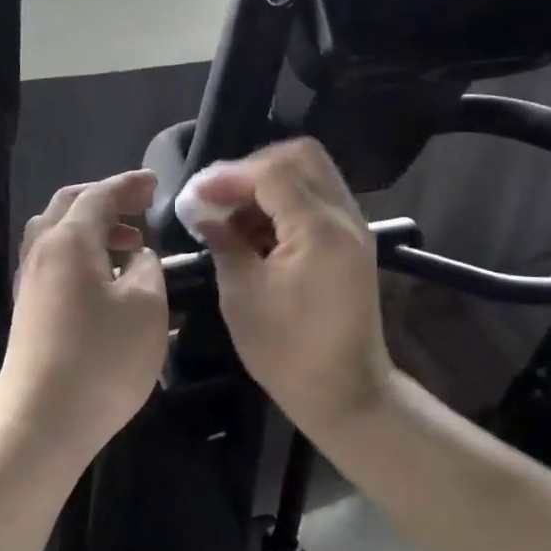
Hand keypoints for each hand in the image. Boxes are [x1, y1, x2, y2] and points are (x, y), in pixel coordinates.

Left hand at [0, 170, 168, 458]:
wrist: (41, 421)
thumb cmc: (101, 358)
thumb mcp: (146, 307)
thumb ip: (148, 269)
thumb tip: (138, 257)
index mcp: (69, 240)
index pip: (98, 195)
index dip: (128, 185)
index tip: (156, 183)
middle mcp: (42, 253)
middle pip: (69, 207)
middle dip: (106, 200)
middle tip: (141, 208)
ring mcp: (30, 283)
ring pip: (58, 236)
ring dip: (93, 230)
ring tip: (131, 246)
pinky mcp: (29, 311)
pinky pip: (56, 264)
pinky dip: (83, 257)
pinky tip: (109, 283)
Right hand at [193, 139, 394, 437]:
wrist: (346, 393)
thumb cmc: (288, 352)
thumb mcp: (243, 296)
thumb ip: (224, 243)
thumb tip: (204, 215)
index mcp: (319, 230)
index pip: (273, 172)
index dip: (229, 176)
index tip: (196, 196)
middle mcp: (344, 218)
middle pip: (301, 157)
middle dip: (253, 168)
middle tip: (219, 197)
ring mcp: (354, 229)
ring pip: (312, 175)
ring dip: (269, 184)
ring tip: (233, 217)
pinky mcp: (351, 243)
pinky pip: (318, 200)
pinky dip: (286, 202)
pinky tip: (257, 231)